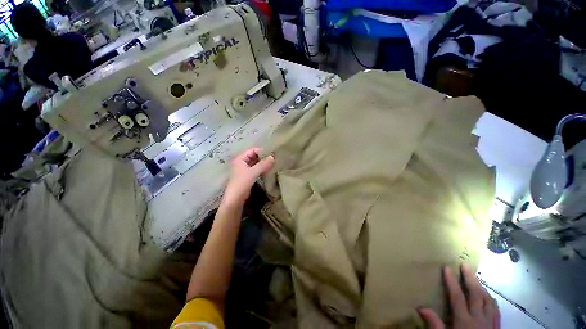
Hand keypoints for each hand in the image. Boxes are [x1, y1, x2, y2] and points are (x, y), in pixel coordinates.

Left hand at [223, 147, 274, 205]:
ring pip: (256, 163)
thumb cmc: (242, 183)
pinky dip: (262, 169)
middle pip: (254, 156)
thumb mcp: (253, 172)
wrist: (235, 199)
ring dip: (263, 163)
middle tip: (275, 158)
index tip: (272, 153)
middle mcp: (242, 162)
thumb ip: (263, 164)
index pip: (252, 150)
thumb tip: (273, 157)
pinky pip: (256, 169)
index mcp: (240, 159)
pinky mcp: (248, 176)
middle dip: (264, 157)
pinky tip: (269, 170)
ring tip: (274, 163)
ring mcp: (245, 169)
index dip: (262, 151)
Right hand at [418, 263, 499, 328]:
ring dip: (481, 287)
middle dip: (470, 279)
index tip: (447, 267)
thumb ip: (435, 324)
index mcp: (465, 321)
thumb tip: (421, 307)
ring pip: (488, 300)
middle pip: (476, 294)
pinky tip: (488, 296)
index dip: (452, 281)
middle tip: (465, 265)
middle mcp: (479, 319)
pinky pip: (495, 309)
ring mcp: (490, 322)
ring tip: (475, 278)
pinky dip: (491, 299)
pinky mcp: (497, 326)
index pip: (457, 297)